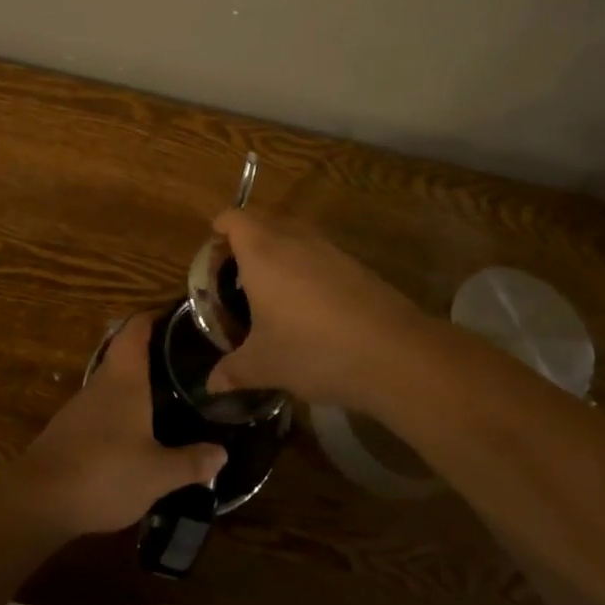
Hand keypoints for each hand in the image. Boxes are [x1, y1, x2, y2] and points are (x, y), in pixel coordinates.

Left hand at [4, 313, 226, 537]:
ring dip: (138, 382)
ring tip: (170, 391)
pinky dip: (124, 408)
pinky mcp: (70, 430)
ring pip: (115, 381)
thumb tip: (222, 454)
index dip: (154, 316)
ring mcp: (81, 406)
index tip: (179, 315)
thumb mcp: (157, 474)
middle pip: (126, 353)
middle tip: (187, 357)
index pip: (136, 329)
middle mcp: (101, 383)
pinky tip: (140, 428)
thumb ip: (190, 462)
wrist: (39, 500)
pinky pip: (104, 407)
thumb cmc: (104, 473)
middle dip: (153, 351)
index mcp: (124, 379)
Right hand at [206, 210, 440, 409]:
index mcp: (262, 252)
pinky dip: (307, 269)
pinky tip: (311, 309)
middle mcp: (294, 239)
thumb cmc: (312, 350)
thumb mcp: (264, 365)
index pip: (233, 218)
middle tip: (237, 278)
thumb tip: (211, 385)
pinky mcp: (356, 265)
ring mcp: (329, 249)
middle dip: (246, 241)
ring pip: (294, 236)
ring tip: (272, 294)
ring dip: (279, 254)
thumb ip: (233, 371)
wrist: (393, 353)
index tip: (213, 257)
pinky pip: (320, 255)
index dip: (219, 230)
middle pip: (263, 221)